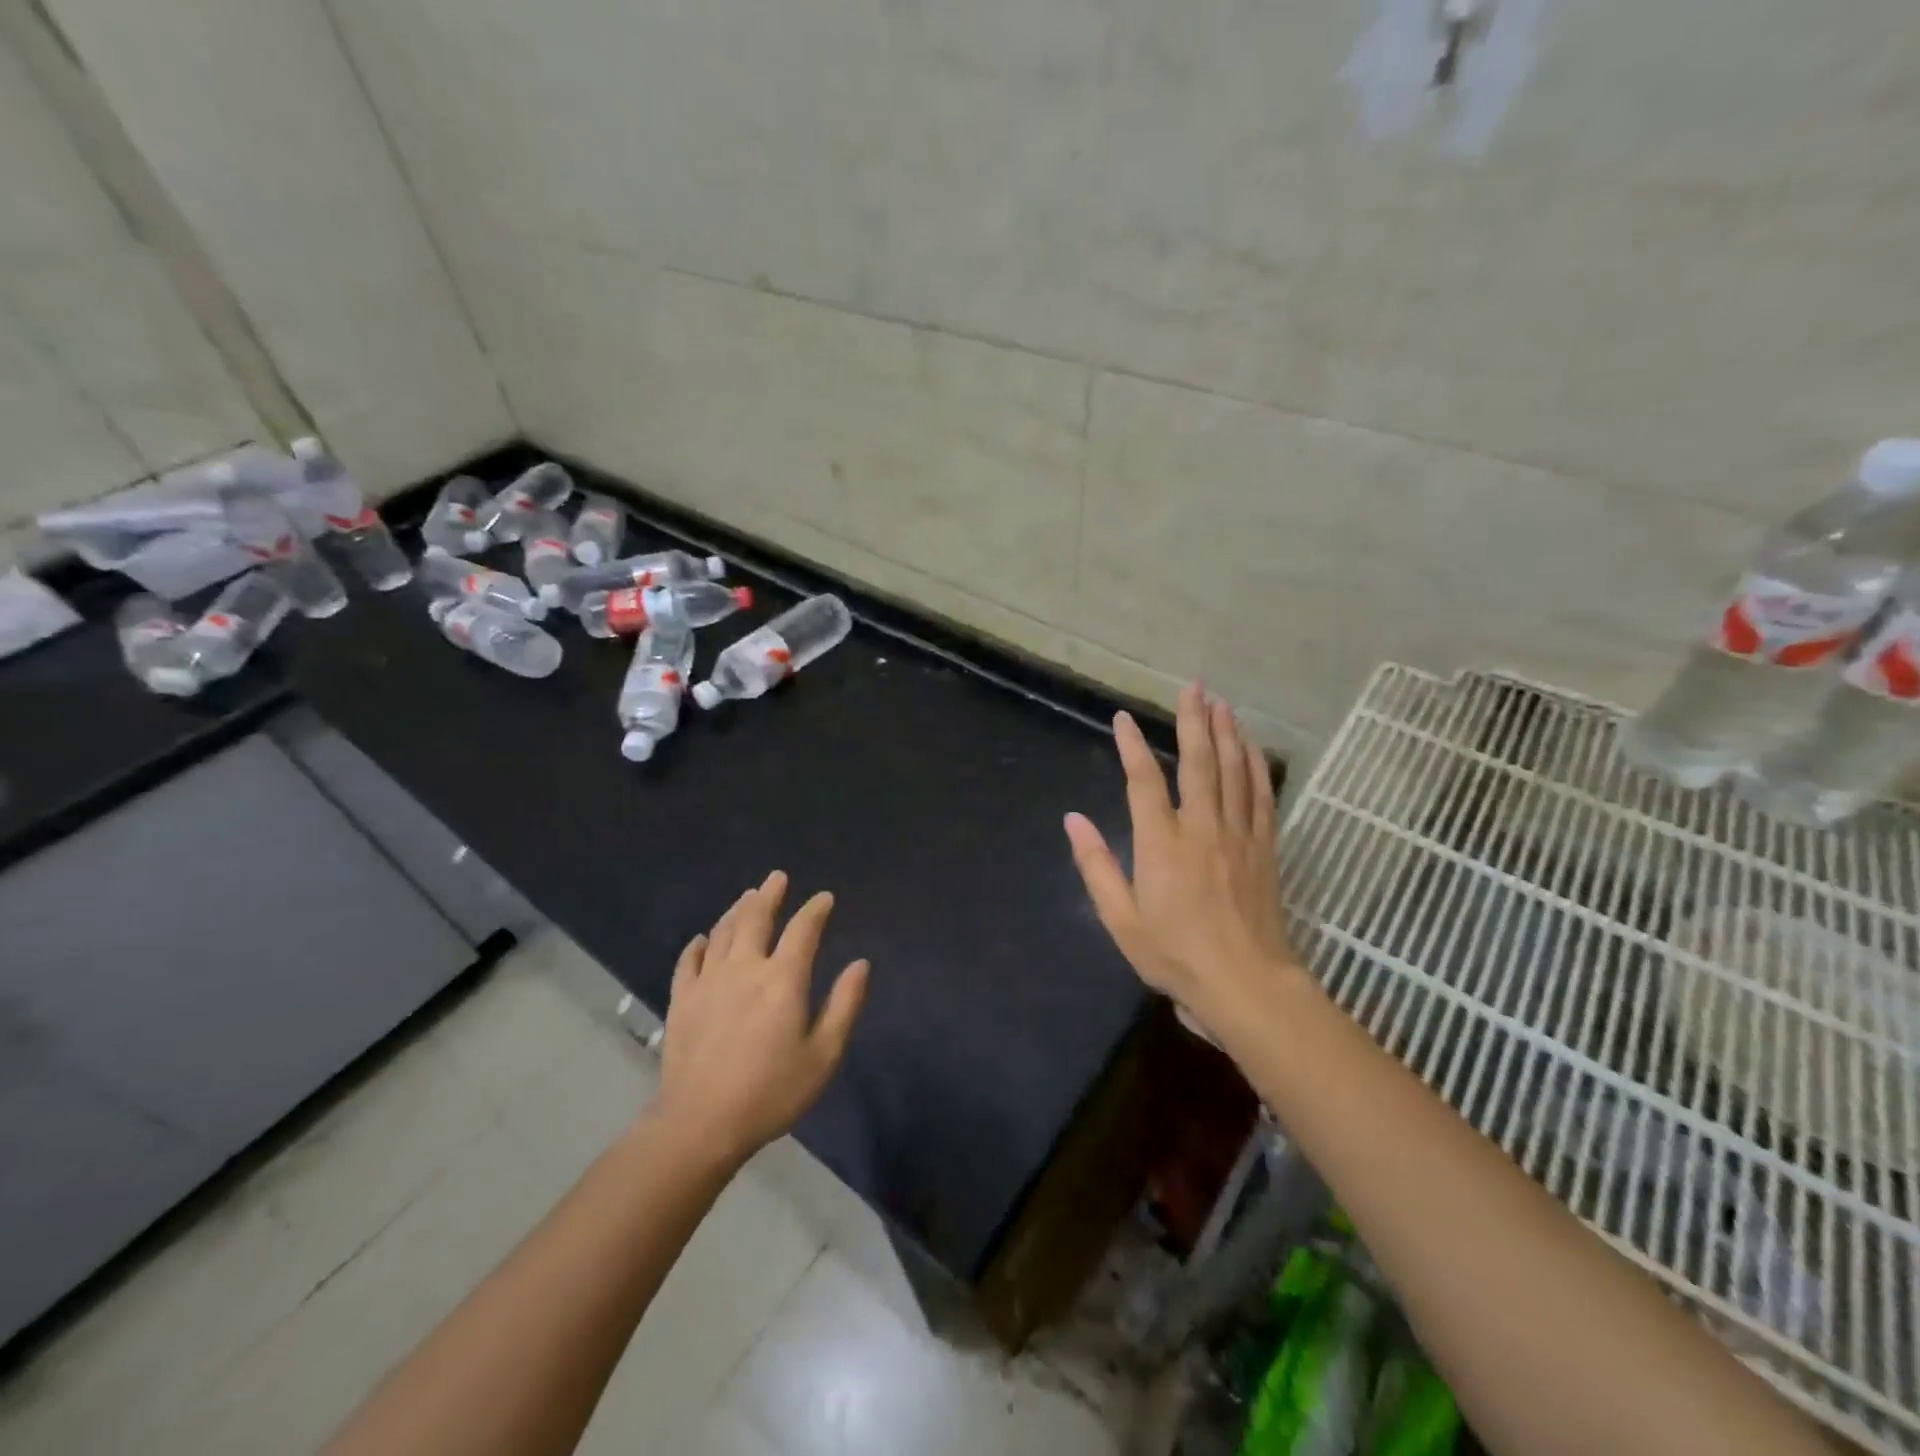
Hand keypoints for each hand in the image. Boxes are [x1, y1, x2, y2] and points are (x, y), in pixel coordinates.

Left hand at [653, 871, 869, 1165]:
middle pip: (755, 918)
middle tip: (777, 878)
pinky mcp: (682, 1000)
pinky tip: (702, 939)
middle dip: (769, 895)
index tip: (824, 898)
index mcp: (782, 979)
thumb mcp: (823, 1055)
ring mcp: (708, 981)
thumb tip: (860, 964)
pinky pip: (689, 960)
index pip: (802, 930)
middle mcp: (744, 968)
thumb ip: (844, 1005)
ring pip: (722, 932)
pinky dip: (698, 945)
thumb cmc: (771, 1092)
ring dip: (737, 910)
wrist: (700, 1123)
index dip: (815, 910)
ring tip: (747, 896)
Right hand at [1064, 685, 1297, 1032]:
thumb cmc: (1175, 955)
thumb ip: (1096, 866)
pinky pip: (1262, 796)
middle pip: (1199, 762)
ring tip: (1222, 703)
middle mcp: (1201, 828)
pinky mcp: (1264, 848)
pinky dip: (1257, 767)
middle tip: (1194, 687)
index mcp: (1161, 844)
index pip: (1144, 782)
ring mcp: (1238, 835)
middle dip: (1194, 721)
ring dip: (1228, 733)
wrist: (1246, 984)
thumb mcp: (1121, 919)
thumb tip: (1073, 819)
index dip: (1132, 747)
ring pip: (1234, 771)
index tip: (1123, 719)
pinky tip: (1253, 747)